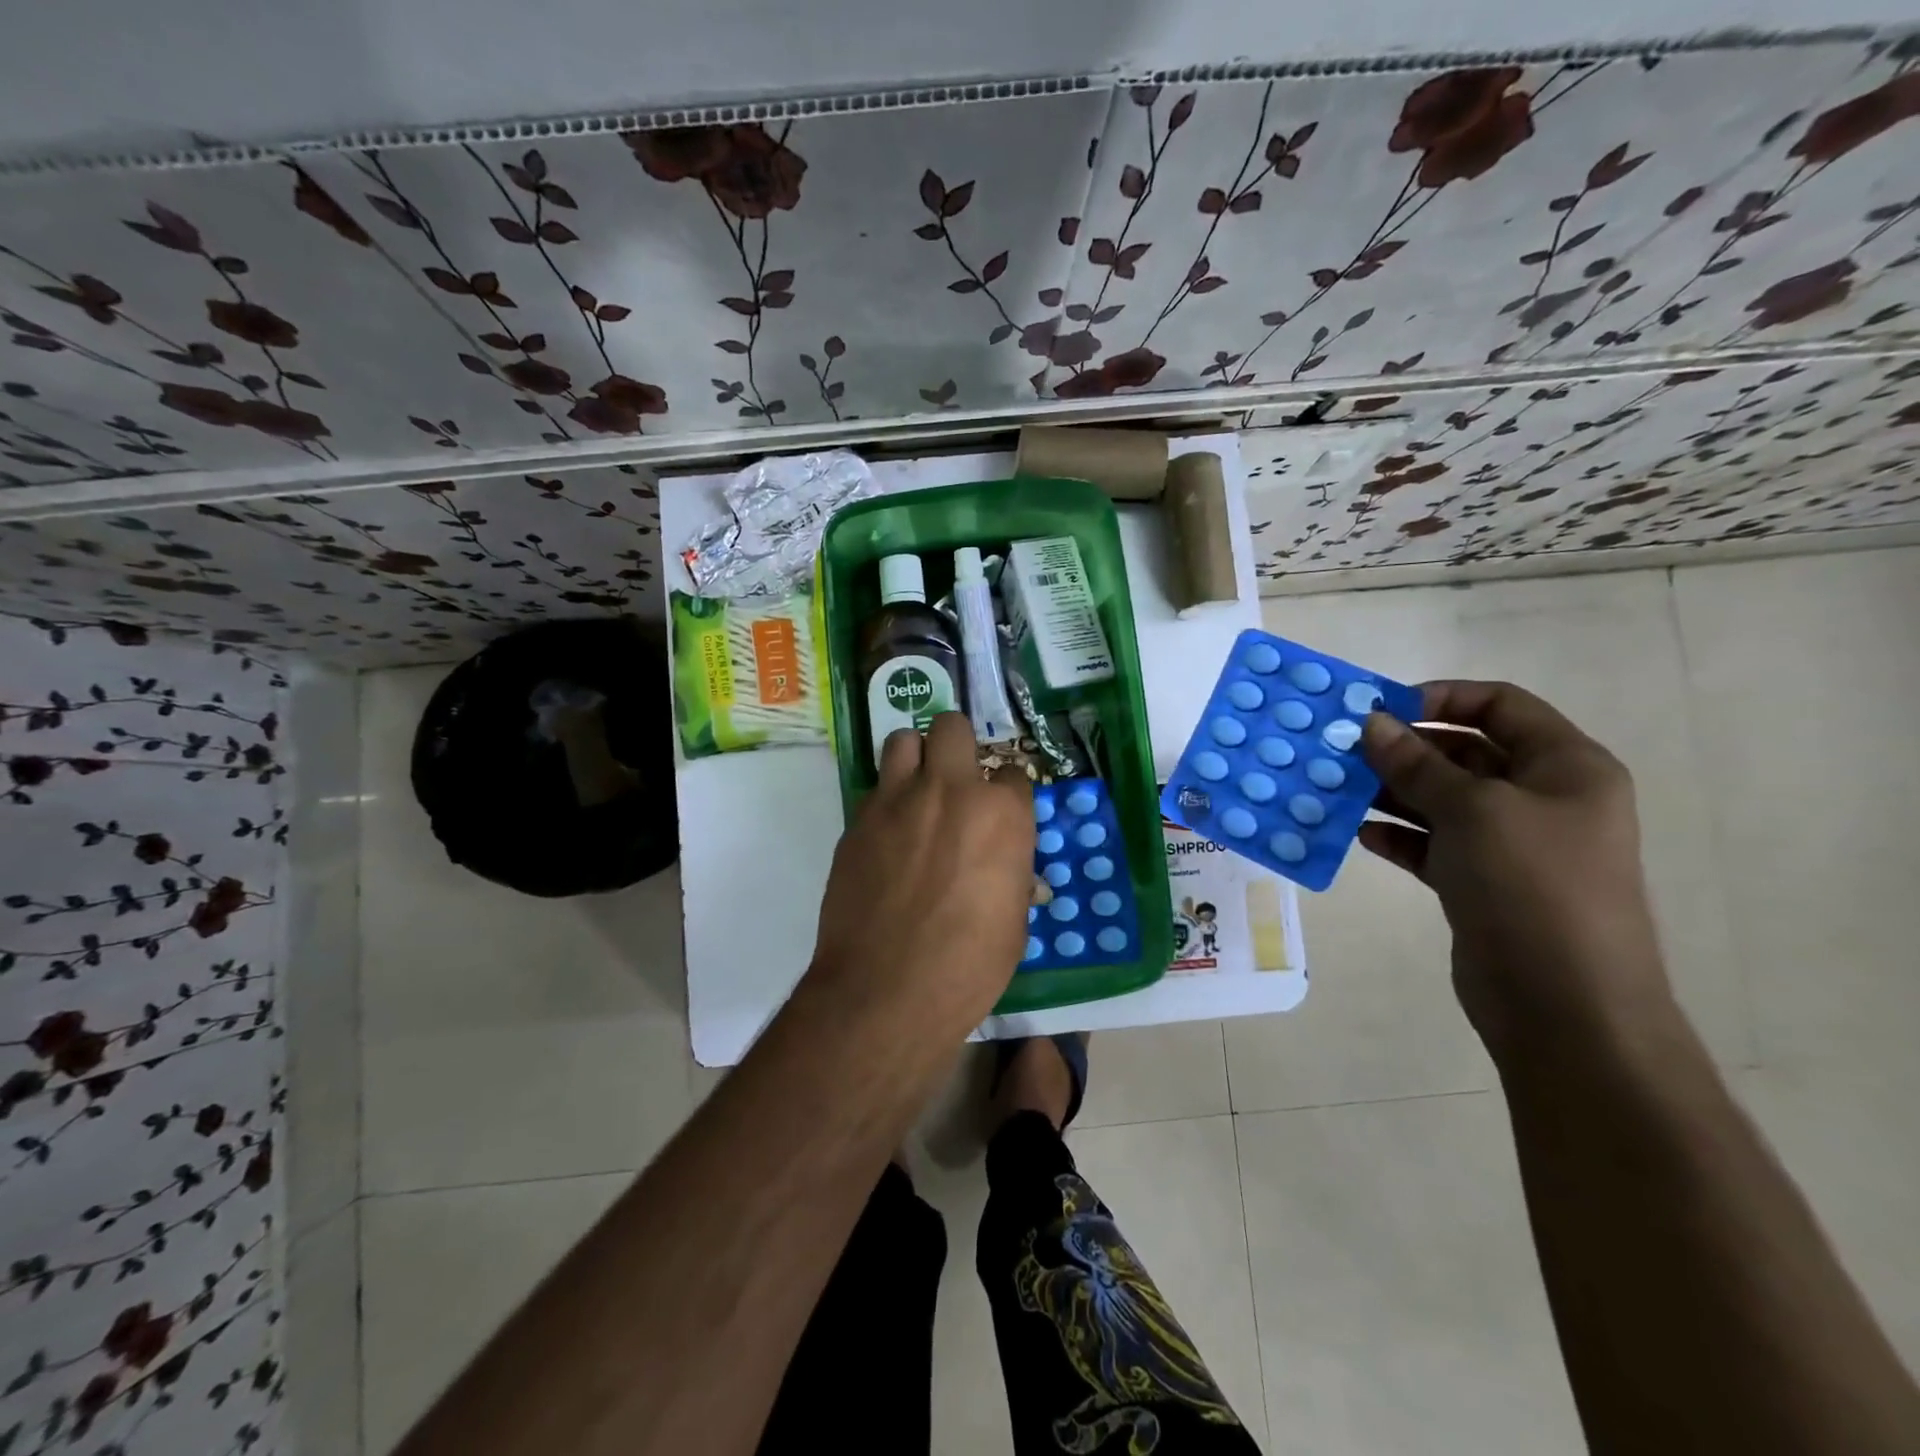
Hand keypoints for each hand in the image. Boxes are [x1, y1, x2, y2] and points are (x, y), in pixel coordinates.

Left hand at [807, 713, 1035, 1035]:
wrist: (886, 990)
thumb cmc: (968, 965)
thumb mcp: (1014, 921)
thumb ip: (1010, 873)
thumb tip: (1005, 865)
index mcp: (1002, 814)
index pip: (1013, 772)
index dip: (1007, 792)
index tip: (1000, 812)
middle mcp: (950, 791)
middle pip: (953, 728)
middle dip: (959, 746)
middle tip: (957, 780)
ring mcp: (897, 800)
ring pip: (903, 740)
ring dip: (915, 758)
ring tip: (917, 791)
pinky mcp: (857, 821)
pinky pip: (874, 790)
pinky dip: (886, 803)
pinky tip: (887, 837)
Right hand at [1358, 680, 1672, 1056]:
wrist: (1564, 1003)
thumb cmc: (1531, 885)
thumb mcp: (1472, 809)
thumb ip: (1416, 763)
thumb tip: (1372, 722)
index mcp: (1565, 766)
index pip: (1500, 706)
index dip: (1441, 698)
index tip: (1382, 710)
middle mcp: (1542, 798)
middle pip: (1465, 753)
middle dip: (1405, 749)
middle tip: (1344, 752)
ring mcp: (1511, 844)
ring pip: (1442, 800)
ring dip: (1392, 792)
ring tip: (1338, 790)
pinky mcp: (1482, 883)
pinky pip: (1433, 844)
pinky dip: (1399, 836)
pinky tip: (1360, 834)